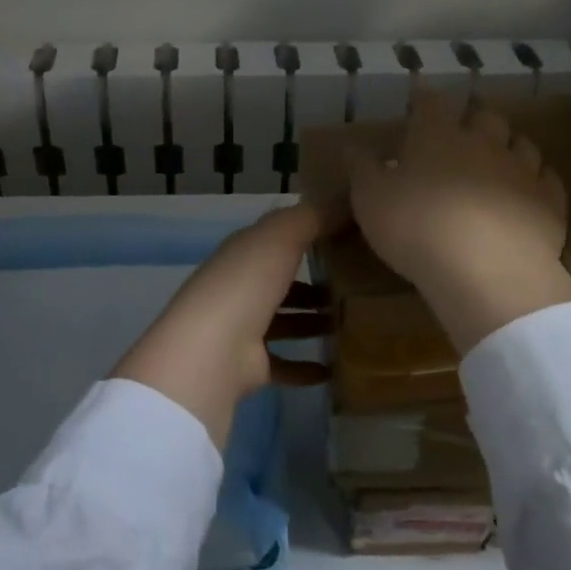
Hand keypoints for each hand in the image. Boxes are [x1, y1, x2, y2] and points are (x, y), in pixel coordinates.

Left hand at [111, 204, 328, 446]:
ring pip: (284, 323)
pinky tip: (333, 369)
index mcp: (242, 253)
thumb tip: (346, 200)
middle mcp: (239, 288)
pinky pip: (283, 364)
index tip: (346, 238)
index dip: (307, 236)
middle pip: (280, 283)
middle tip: (357, 286)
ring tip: (352, 324)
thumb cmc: (246, 284)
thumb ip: (313, 217)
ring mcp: (242, 329)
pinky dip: (305, 367)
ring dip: (312, 323)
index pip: (275, 239)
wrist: (213, 351)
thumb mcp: (281, 236)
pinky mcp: (249, 367)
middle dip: (313, 284)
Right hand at [349, 91, 570, 352]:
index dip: (426, 100)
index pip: (433, 102)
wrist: (486, 270)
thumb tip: (352, 146)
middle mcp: (483, 142)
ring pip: (521, 143)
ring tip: (497, 159)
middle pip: (485, 116)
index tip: (419, 103)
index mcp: (437, 136)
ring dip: (508, 146)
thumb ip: (361, 169)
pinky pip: (547, 179)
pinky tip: (527, 191)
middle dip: (473, 119)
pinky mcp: (549, 202)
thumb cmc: (416, 227)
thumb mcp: (370, 199)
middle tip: (461, 133)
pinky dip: (537, 180)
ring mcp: (522, 170)